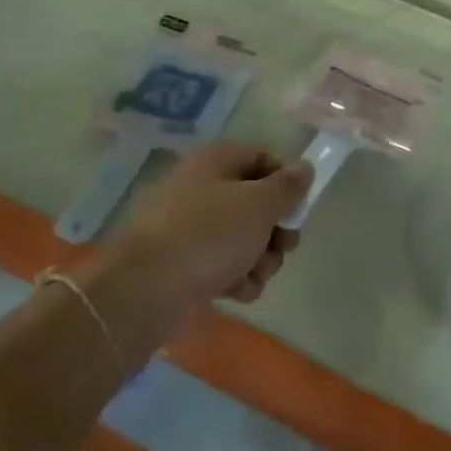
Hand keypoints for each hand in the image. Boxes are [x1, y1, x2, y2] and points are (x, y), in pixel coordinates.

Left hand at [111, 141, 310, 311]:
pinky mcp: (184, 264)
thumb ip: (287, 186)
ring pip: (242, 238)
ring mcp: (190, 228)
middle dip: (275, 229)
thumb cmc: (209, 235)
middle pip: (255, 202)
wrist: (145, 290)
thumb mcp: (259, 205)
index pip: (261, 158)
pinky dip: (236, 277)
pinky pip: (223, 265)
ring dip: (260, 259)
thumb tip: (304, 168)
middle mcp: (202, 189)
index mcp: (216, 162)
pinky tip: (237, 292)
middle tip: (284, 247)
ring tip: (256, 274)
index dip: (284, 181)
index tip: (297, 207)